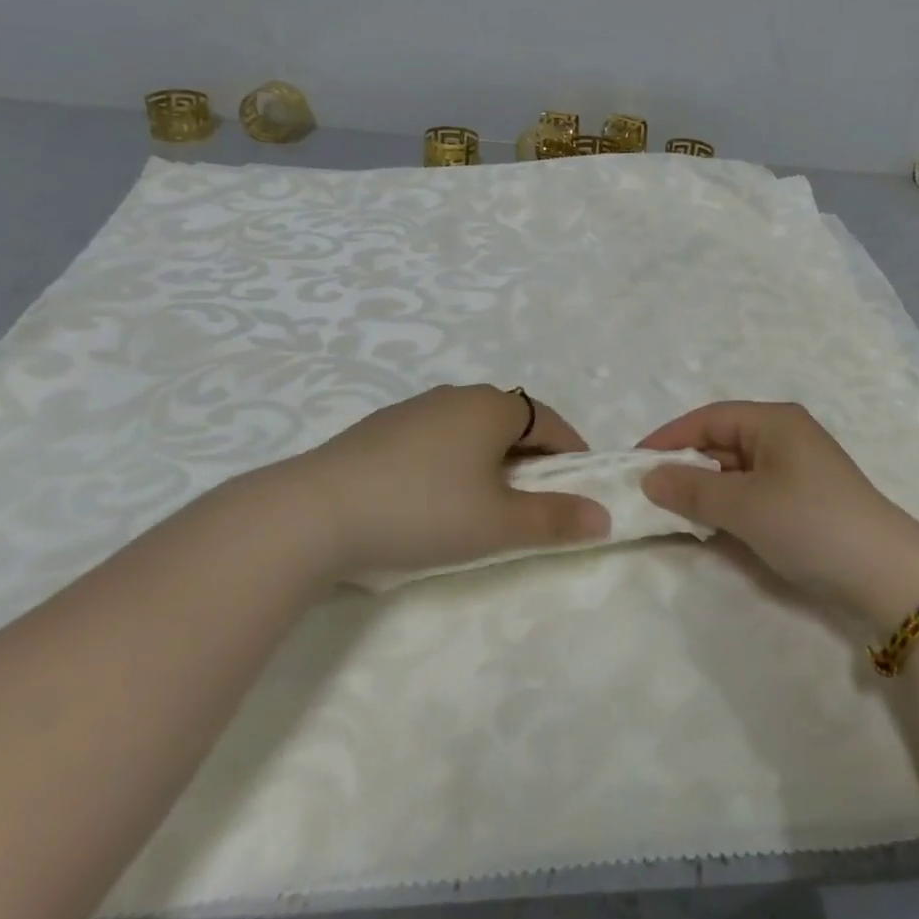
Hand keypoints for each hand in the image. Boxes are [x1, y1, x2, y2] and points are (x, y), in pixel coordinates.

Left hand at [257, 385, 611, 581]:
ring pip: (472, 431)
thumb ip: (555, 519)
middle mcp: (458, 395)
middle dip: (531, 459)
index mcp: (493, 406)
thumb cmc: (424, 510)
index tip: (579, 490)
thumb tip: (604, 517)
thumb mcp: (499, 523)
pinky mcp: (381, 429)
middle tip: (532, 504)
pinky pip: (437, 440)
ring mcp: (415, 409)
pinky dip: (452, 463)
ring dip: (490, 461)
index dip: (572, 454)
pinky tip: (432, 499)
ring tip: (483, 505)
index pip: (551, 422)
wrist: (314, 513)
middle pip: (512, 423)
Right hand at [638, 401, 918, 633]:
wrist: (885, 575)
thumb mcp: (744, 505)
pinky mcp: (803, 500)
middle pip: (721, 442)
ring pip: (735, 470)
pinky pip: (753, 492)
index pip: (708, 418)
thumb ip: (692, 490)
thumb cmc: (809, 523)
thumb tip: (648, 478)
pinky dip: (728, 505)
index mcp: (773, 421)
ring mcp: (797, 469)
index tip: (633, 463)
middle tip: (646, 493)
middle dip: (684, 465)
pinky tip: (709, 525)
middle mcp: (784, 436)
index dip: (669, 438)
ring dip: (705, 489)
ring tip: (670, 511)